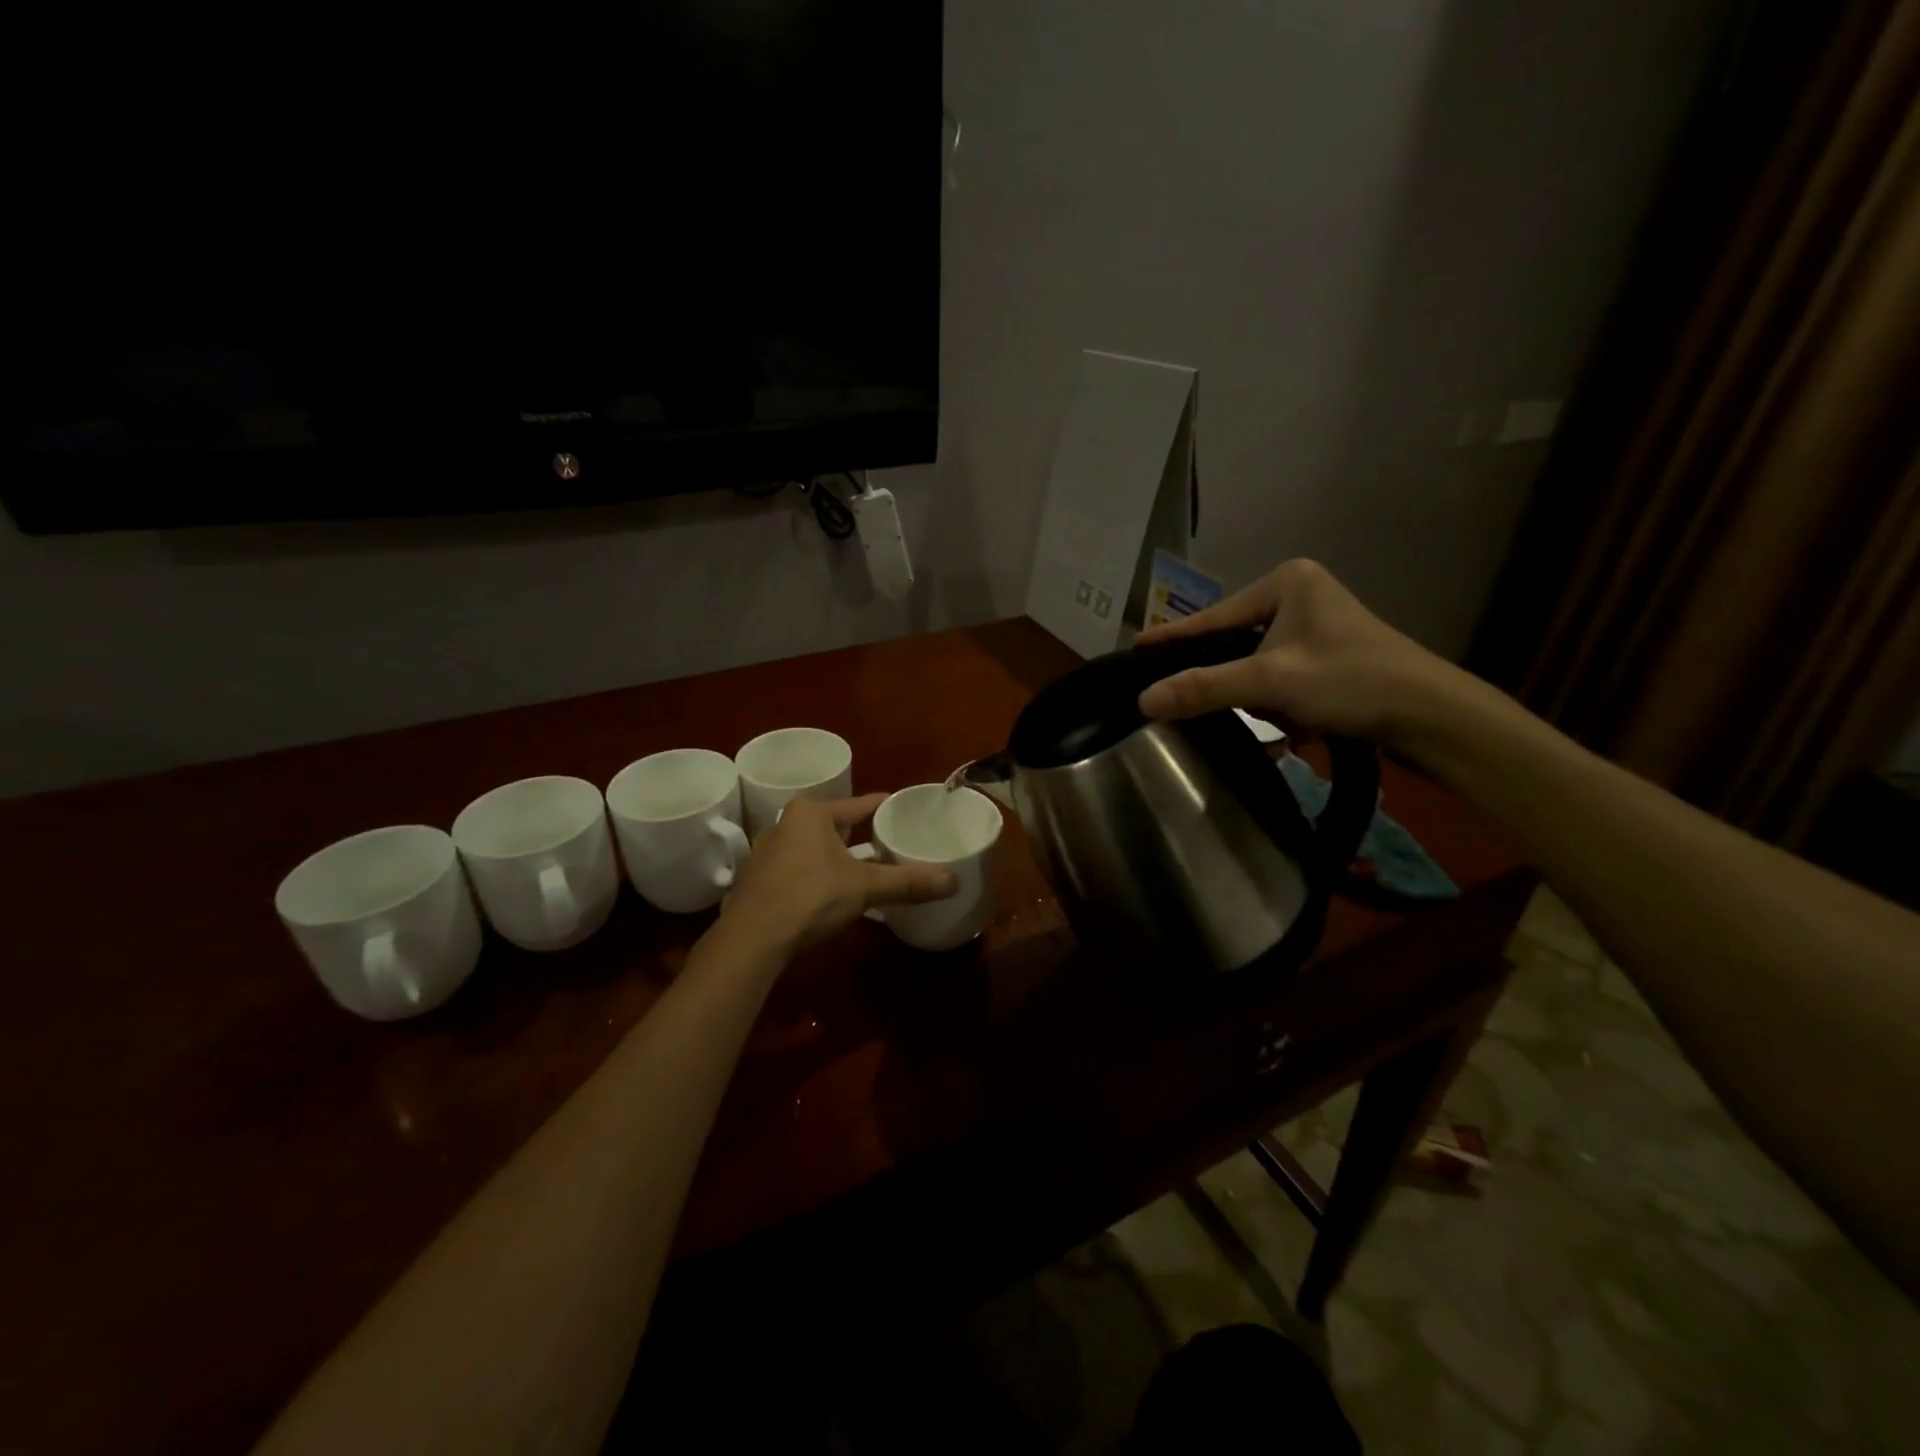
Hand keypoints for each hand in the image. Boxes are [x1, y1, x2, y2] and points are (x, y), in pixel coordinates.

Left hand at [719, 794, 956, 954]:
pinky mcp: (758, 880)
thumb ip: (907, 883)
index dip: (888, 809)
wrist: (750, 940)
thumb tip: (954, 882)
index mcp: (811, 812)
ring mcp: (767, 852)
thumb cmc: (809, 898)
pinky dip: (819, 875)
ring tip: (868, 869)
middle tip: (894, 845)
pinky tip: (833, 892)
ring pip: (816, 848)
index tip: (910, 814)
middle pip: (837, 825)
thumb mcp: (864, 888)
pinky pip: (799, 868)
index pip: (861, 804)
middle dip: (863, 836)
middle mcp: (785, 823)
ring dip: (840, 858)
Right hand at [1135, 558, 1485, 756]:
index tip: (1133, 649)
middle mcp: (1300, 596)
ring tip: (1270, 720)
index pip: (1212, 618)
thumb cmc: (1352, 681)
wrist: (1434, 717)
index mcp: (1286, 583)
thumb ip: (1203, 689)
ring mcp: (1317, 628)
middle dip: (1226, 680)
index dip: (1172, 639)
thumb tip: (1143, 701)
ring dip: (1258, 699)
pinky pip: (1281, 679)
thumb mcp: (1270, 682)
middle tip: (1186, 702)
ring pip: (1256, 665)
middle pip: (1233, 642)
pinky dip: (1279, 705)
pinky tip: (1292, 727)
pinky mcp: (1330, 658)